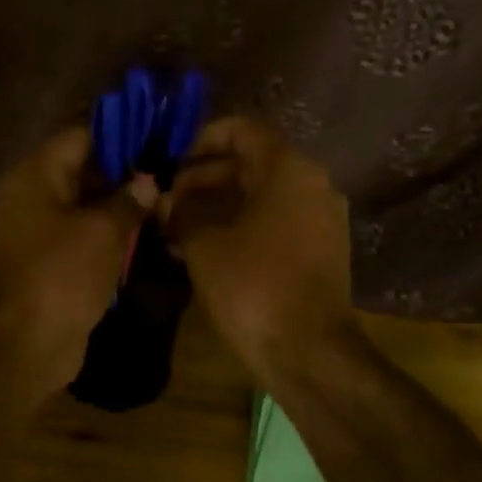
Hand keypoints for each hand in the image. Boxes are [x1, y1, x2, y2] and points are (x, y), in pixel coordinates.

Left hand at [0, 128, 156, 404]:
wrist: (28, 342)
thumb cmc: (62, 274)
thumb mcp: (102, 231)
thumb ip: (128, 200)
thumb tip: (148, 181)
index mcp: (35, 176)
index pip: (80, 137)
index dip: (121, 134)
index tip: (160, 136)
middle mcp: (34, 197)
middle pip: (84, 171)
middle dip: (125, 173)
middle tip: (170, 173)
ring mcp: (42, 232)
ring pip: (87, 207)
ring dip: (121, 207)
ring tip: (166, 201)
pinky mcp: (53, 263)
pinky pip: (85, 238)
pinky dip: (110, 236)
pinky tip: (146, 234)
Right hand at [158, 117, 353, 381]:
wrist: (306, 350)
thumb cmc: (252, 286)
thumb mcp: (203, 243)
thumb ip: (182, 210)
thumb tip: (168, 200)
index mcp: (288, 169)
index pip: (240, 131)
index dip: (198, 141)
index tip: (167, 165)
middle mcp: (311, 185)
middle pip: (248, 165)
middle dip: (201, 181)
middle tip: (163, 204)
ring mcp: (318, 220)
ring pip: (257, 198)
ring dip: (214, 209)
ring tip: (172, 230)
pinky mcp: (317, 252)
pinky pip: (271, 225)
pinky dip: (236, 229)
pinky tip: (200, 252)